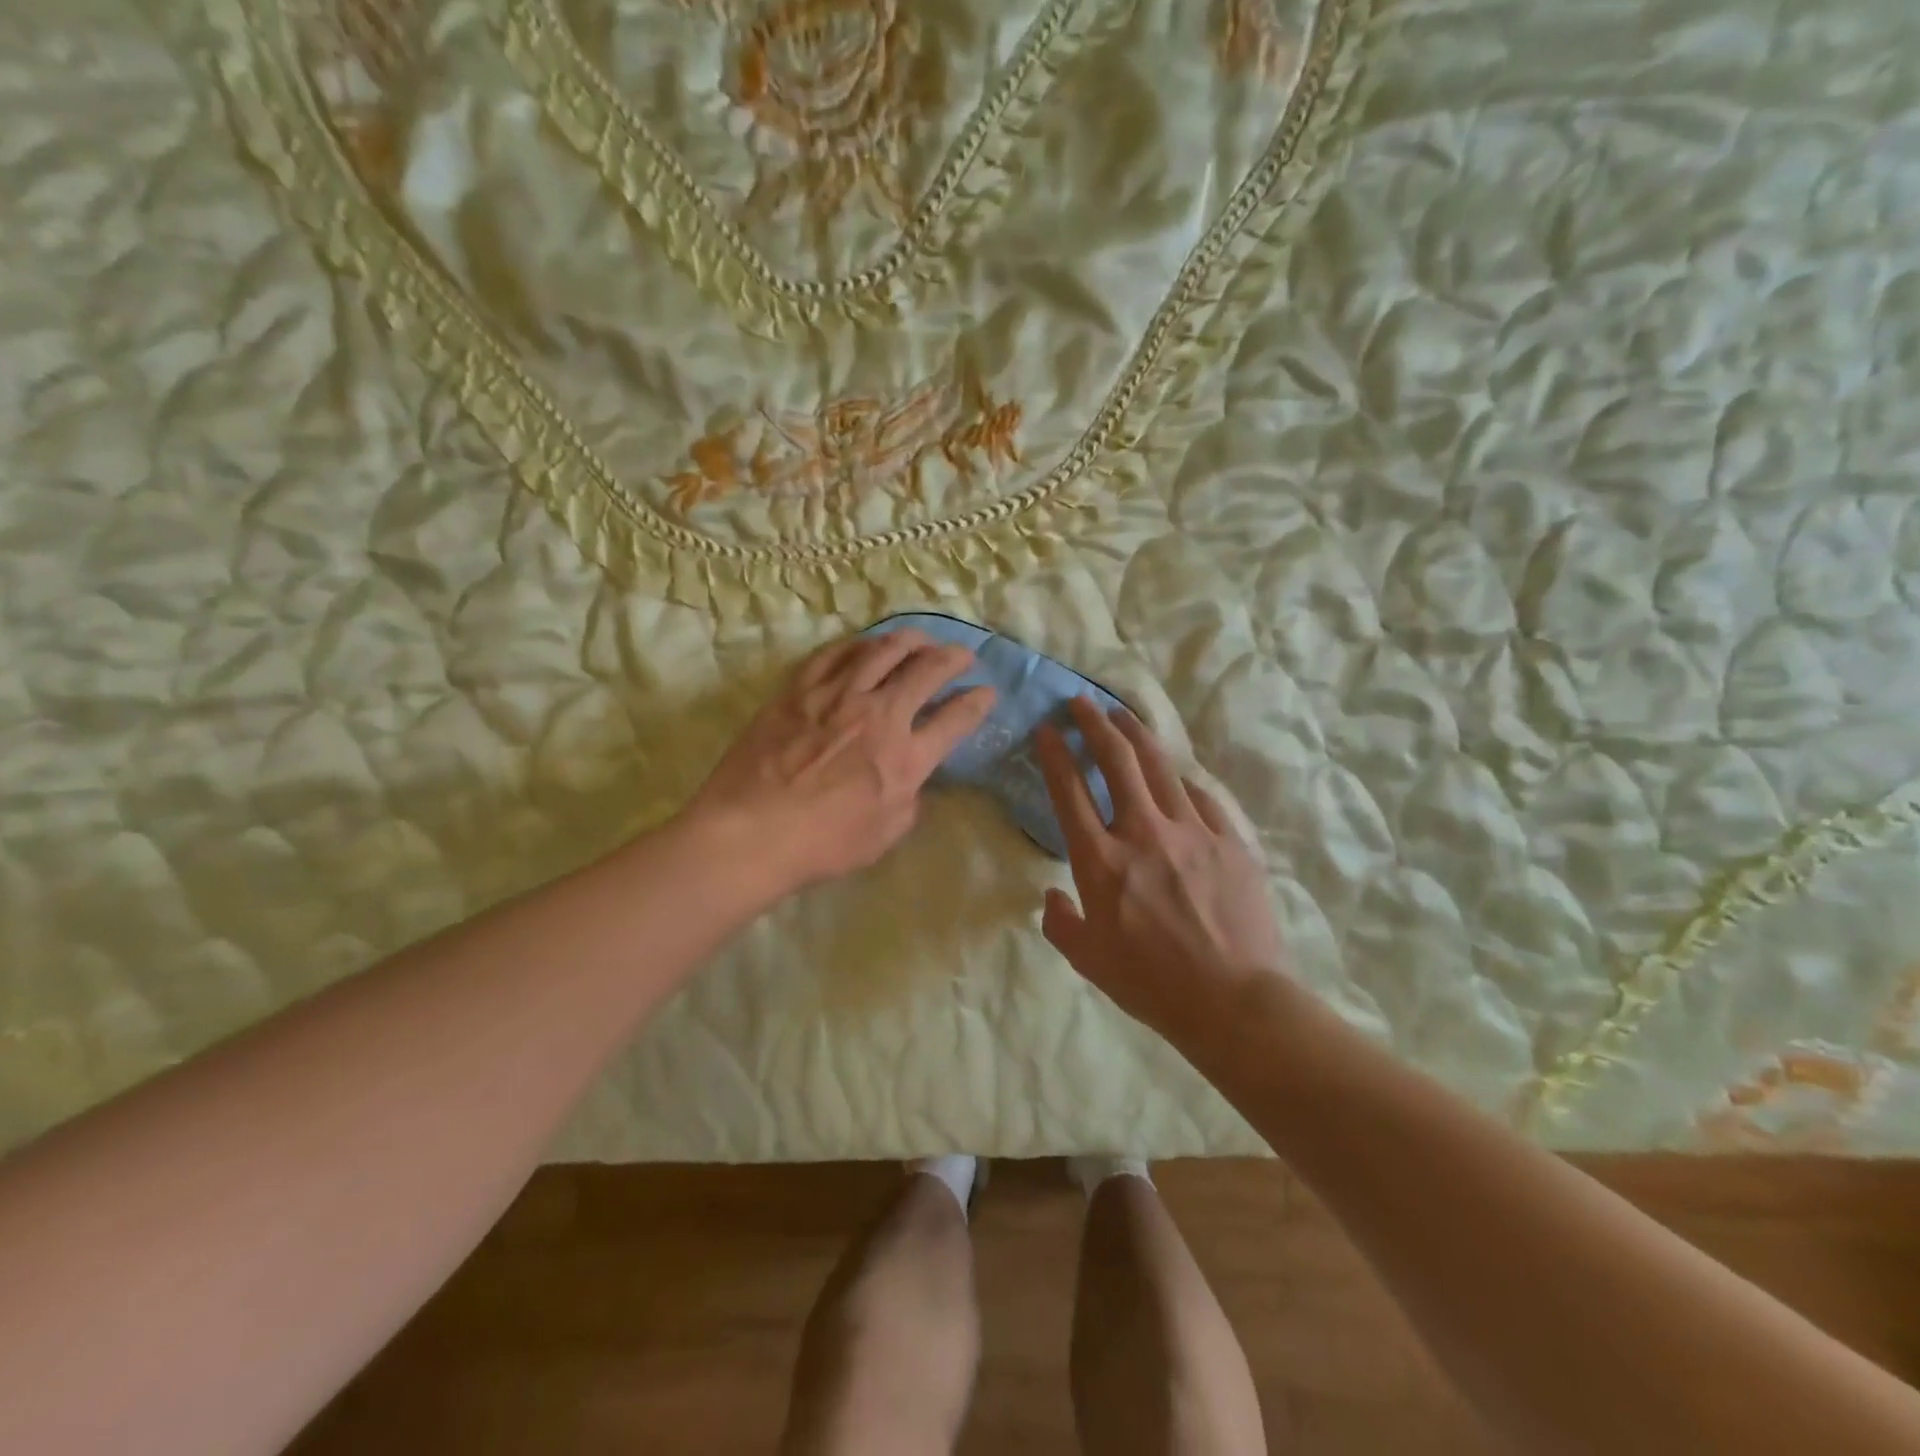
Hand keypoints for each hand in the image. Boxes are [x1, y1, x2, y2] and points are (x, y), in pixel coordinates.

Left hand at [680, 629, 995, 901]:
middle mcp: (879, 715)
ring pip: (883, 650)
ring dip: (911, 640)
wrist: (751, 832)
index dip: (977, 702)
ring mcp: (838, 695)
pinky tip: (866, 645)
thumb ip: (908, 801)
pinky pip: (835, 653)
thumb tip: (911, 779)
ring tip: (920, 639)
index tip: (987, 692)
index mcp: (905, 757)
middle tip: (962, 655)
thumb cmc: (822, 844)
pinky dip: (859, 645)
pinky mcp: (800, 689)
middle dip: (953, 657)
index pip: (955, 719)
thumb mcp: (884, 835)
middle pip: (926, 670)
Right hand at [1035, 698, 1288, 1055]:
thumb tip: (1053, 896)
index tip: (1047, 728)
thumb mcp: (1088, 960)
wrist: (1234, 1002)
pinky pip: (1201, 798)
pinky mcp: (1229, 840)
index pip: (1070, 790)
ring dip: (1136, 734)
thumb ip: (1061, 922)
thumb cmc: (1151, 984)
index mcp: (1101, 861)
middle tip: (1081, 702)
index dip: (1054, 753)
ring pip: (1159, 765)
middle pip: (1116, 759)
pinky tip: (1175, 776)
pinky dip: (1181, 781)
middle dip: (1093, 723)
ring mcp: (1191, 831)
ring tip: (1122, 714)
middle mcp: (1143, 833)